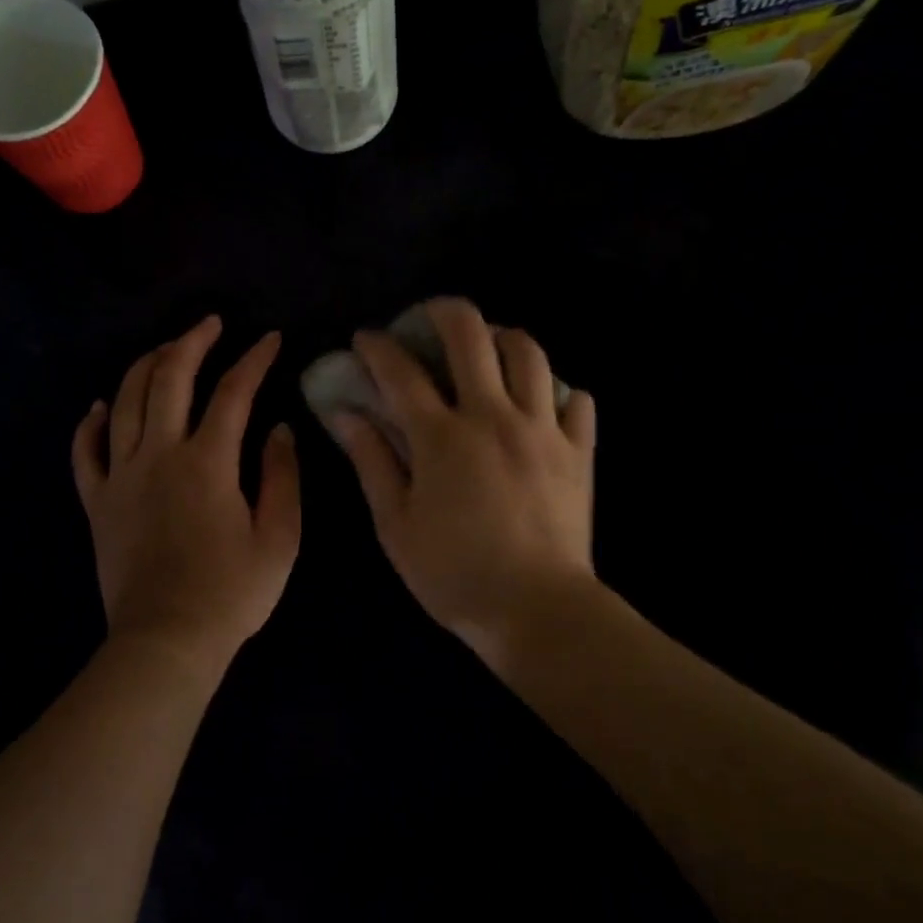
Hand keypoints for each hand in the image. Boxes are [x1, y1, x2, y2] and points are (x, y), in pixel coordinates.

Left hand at [72, 317, 300, 677]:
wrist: (166, 641)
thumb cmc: (231, 593)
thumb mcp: (280, 537)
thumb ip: (282, 476)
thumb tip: (279, 429)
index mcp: (208, 462)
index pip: (233, 393)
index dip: (254, 360)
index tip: (270, 339)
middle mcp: (159, 454)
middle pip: (169, 378)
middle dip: (191, 342)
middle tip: (211, 324)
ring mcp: (121, 475)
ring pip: (125, 401)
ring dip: (146, 366)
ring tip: (166, 350)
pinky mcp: (98, 501)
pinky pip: (85, 451)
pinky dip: (91, 422)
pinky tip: (102, 406)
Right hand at [331, 298, 596, 656]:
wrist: (537, 610)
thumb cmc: (454, 574)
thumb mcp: (395, 524)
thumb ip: (370, 460)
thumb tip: (344, 413)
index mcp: (442, 436)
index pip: (401, 371)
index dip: (377, 347)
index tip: (365, 340)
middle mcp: (493, 416)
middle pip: (471, 335)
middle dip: (442, 312)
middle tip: (427, 319)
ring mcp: (543, 429)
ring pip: (529, 352)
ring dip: (501, 338)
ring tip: (486, 350)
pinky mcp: (578, 450)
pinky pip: (575, 400)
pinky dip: (556, 390)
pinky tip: (539, 402)